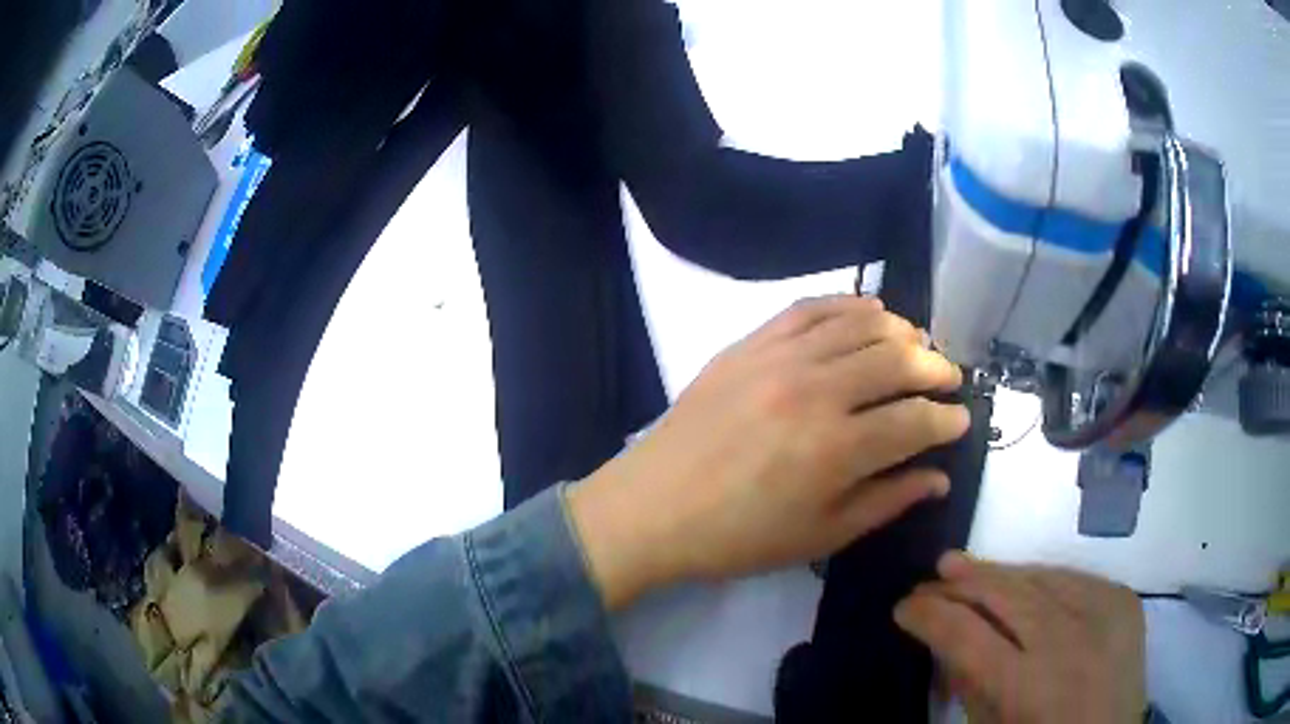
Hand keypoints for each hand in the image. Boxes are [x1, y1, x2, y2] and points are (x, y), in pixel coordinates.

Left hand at [567, 295, 969, 608]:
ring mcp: (779, 358)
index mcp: (837, 449)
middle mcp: (816, 391)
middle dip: (935, 369)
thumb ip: (887, 501)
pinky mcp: (749, 343)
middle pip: (897, 362)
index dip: (947, 420)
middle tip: (949, 378)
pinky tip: (868, 311)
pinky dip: (847, 304)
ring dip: (900, 332)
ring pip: (860, 325)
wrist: (654, 508)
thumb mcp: (821, 535)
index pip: (915, 421)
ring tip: (917, 346)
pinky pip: (809, 308)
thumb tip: (939, 478)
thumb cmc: (739, 537)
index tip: (960, 420)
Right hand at [895, 553, 1146, 723]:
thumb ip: (969, 685)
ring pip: (1039, 577)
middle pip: (1004, 595)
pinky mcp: (1123, 600)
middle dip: (960, 583)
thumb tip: (944, 640)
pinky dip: (1042, 578)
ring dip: (998, 573)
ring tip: (965, 566)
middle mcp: (1067, 641)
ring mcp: (1102, 613)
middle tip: (931, 576)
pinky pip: (1074, 577)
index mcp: (1027, 687)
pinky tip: (1023, 580)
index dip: (929, 616)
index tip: (904, 608)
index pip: (965, 635)